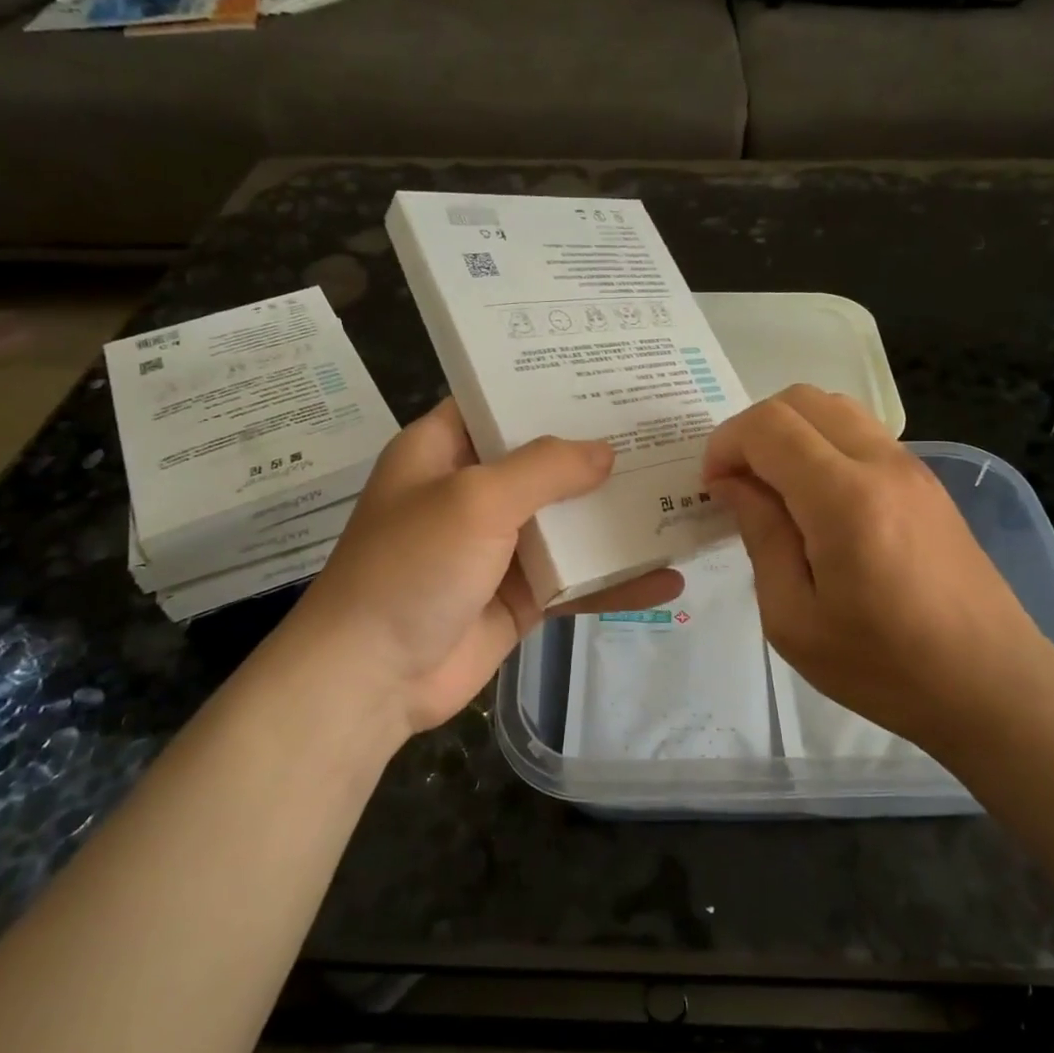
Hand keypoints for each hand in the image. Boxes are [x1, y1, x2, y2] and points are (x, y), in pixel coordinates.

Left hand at [273, 400, 682, 736]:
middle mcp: (472, 492)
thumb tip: (606, 452)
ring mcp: (499, 547)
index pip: (499, 401)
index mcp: (444, 451)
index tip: (607, 374)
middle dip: (599, 451)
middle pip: (544, 461)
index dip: (547, 387)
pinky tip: (669, 579)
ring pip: (568, 521)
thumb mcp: (476, 499)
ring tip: (682, 494)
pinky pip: (576, 579)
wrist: (372, 679)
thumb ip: (545, 469)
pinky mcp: (521, 595)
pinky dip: (617, 581)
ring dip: (616, 517)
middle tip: (664, 429)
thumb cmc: (412, 566)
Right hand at [702, 385, 1053, 752]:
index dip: (725, 445)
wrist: (992, 686)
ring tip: (775, 490)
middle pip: (801, 399)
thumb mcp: (794, 619)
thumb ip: (761, 536)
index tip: (712, 489)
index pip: (768, 427)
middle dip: (754, 430)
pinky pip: (862, 433)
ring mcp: (912, 468)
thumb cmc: (884, 667)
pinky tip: (817, 501)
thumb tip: (734, 484)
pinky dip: (823, 444)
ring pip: (835, 408)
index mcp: (844, 499)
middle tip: (738, 485)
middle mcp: (882, 464)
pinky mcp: (927, 482)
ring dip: (791, 433)